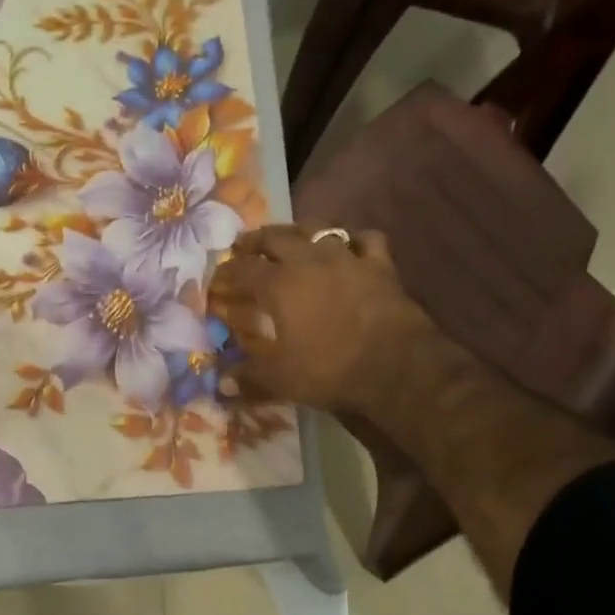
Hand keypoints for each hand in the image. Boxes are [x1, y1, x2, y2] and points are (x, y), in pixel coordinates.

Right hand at [211, 226, 426, 416]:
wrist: (397, 367)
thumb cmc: (330, 370)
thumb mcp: (280, 380)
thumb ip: (247, 377)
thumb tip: (220, 384)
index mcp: (279, 284)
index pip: (241, 269)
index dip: (224, 273)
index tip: (216, 281)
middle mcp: (309, 260)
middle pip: (274, 237)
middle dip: (254, 242)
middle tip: (243, 249)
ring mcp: (347, 257)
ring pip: (316, 230)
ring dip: (297, 234)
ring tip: (290, 243)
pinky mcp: (380, 265)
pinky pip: (364, 240)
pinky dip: (352, 241)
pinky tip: (348, 249)